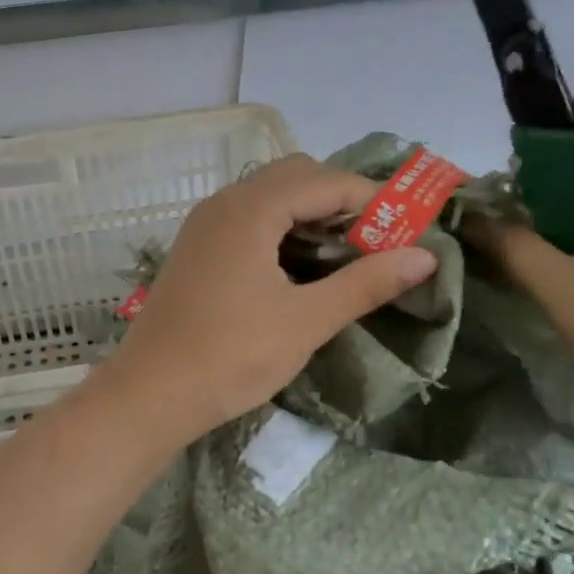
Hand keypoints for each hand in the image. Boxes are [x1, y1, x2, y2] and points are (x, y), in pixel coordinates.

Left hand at [102, 153, 438, 443]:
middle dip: (341, 202)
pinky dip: (283, 232)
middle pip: (296, 178)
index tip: (408, 231)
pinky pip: (249, 221)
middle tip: (376, 243)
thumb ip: (365, 283)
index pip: (326, 181)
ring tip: (345, 257)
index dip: (373, 200)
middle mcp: (224, 203)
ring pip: (270, 199)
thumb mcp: (306, 321)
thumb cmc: (230, 357)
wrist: (149, 395)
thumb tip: (424, 256)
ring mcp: (204, 226)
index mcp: (250, 209)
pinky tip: (299, 269)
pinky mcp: (196, 251)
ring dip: (311, 216)